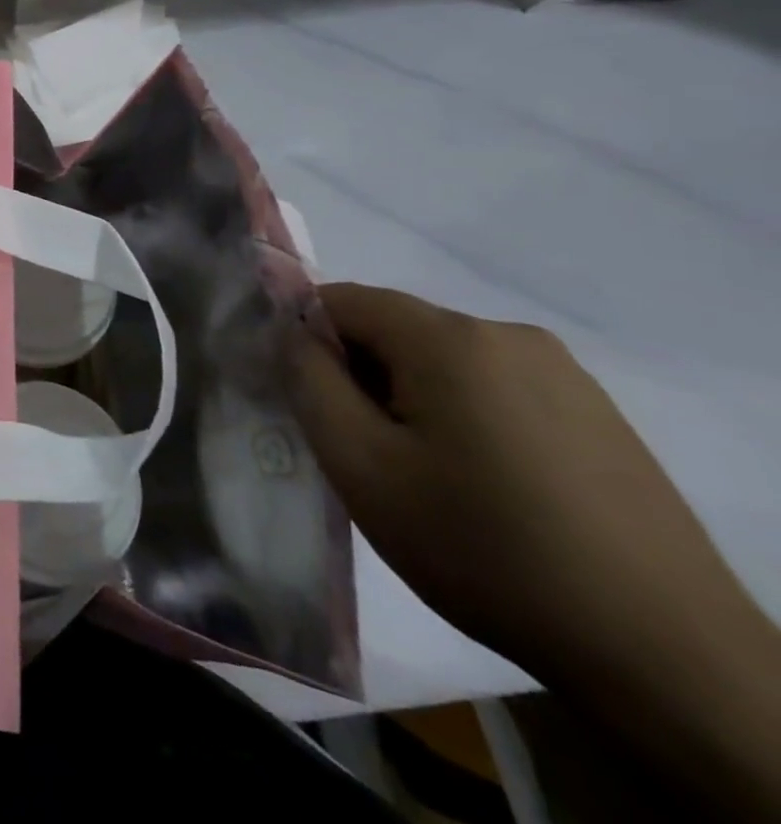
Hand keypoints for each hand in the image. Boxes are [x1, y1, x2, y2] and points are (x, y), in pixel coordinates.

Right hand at [287, 283, 753, 683]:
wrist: (665, 657)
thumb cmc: (483, 548)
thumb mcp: (360, 465)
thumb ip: (308, 380)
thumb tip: (292, 332)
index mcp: (450, 338)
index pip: (341, 300)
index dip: (306, 340)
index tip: (308, 401)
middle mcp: (509, 335)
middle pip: (395, 329)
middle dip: (361, 374)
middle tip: (362, 449)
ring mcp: (565, 374)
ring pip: (444, 360)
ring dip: (411, 397)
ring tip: (422, 474)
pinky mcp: (598, 414)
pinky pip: (495, 387)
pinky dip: (464, 415)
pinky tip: (483, 484)